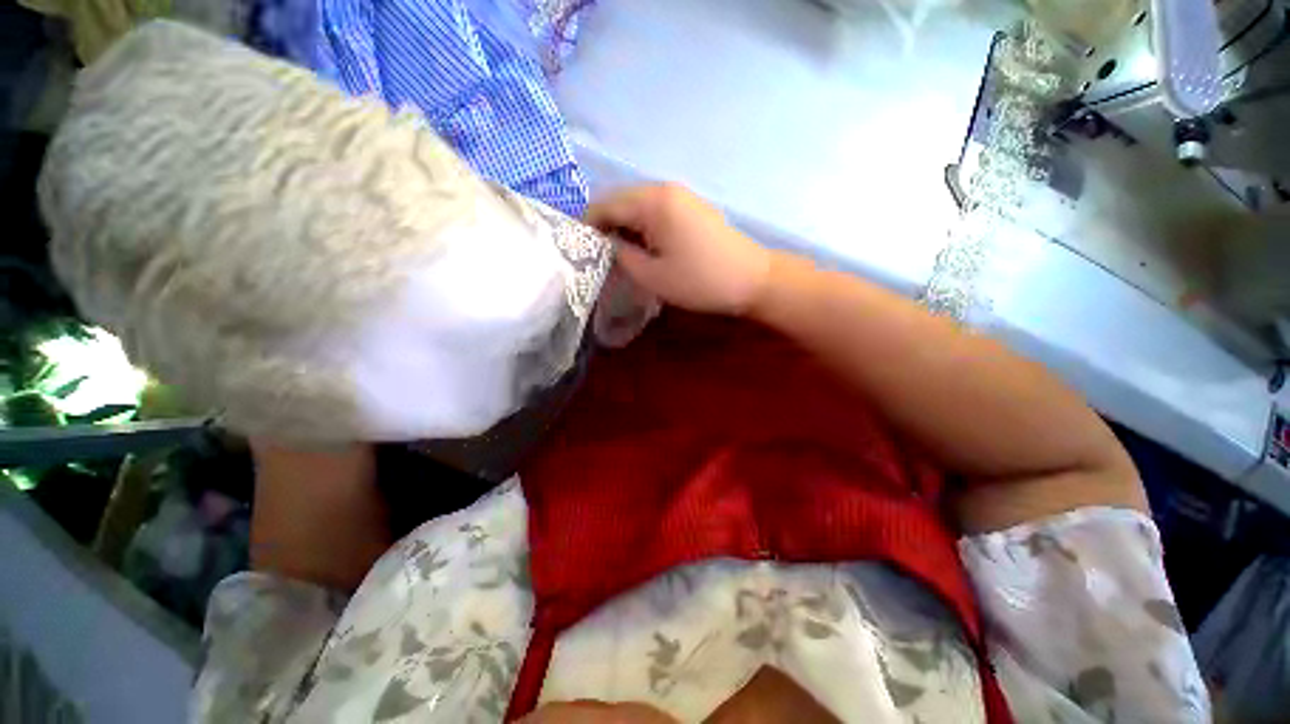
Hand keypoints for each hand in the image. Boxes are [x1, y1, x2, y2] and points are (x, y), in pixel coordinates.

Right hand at [586, 184, 773, 316]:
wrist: (751, 280)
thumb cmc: (700, 281)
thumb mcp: (652, 275)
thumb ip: (621, 255)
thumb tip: (605, 244)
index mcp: (652, 202)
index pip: (605, 204)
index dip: (587, 227)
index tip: (578, 252)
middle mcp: (664, 189)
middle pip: (620, 201)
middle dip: (605, 227)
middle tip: (599, 257)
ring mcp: (680, 196)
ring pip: (637, 207)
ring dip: (624, 228)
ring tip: (620, 257)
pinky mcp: (691, 207)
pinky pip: (656, 211)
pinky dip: (643, 228)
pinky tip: (644, 249)